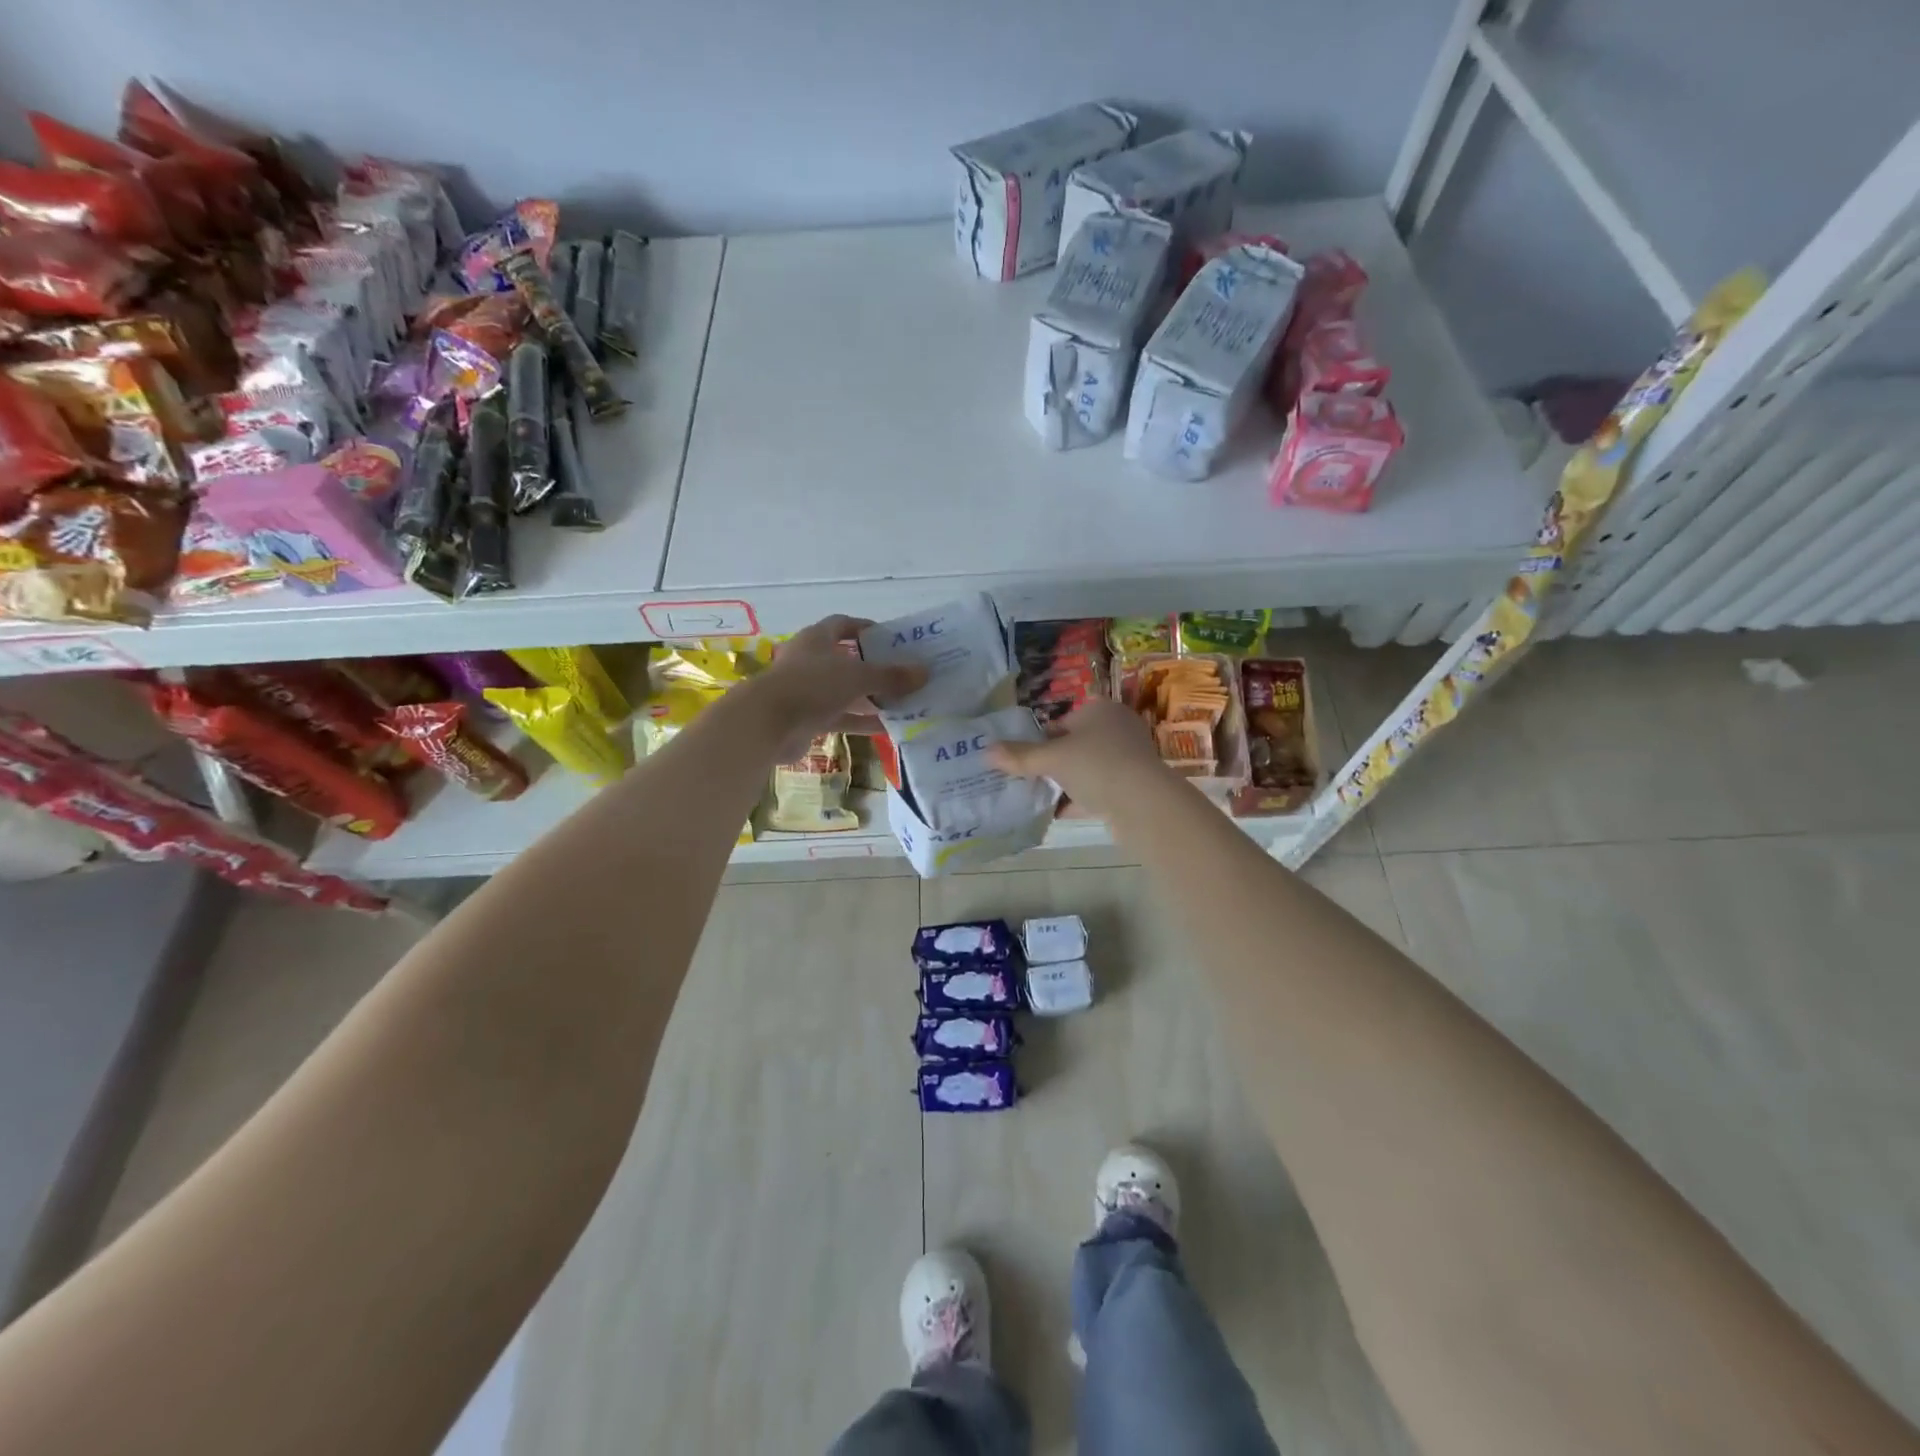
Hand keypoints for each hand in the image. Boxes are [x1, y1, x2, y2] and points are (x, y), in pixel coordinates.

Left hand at [748, 615, 925, 760]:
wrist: (767, 724)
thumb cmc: (812, 686)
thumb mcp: (858, 677)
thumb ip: (891, 676)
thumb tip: (924, 672)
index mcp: (817, 639)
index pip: (844, 625)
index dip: (866, 629)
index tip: (892, 639)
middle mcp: (811, 661)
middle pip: (847, 660)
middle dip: (875, 667)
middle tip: (904, 674)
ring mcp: (808, 691)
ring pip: (846, 692)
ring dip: (871, 697)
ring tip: (903, 702)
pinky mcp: (808, 718)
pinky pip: (841, 717)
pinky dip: (862, 721)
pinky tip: (888, 728)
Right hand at [989, 699, 1170, 818]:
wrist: (1143, 802)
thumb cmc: (1096, 765)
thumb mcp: (1052, 758)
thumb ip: (1019, 756)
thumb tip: (986, 751)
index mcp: (1100, 710)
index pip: (1061, 722)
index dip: (1039, 740)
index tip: (1022, 760)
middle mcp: (1117, 728)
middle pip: (1074, 746)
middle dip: (1052, 764)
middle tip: (1027, 780)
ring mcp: (1128, 758)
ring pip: (1087, 770)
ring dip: (1065, 783)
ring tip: (1038, 798)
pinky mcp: (1133, 786)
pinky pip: (1098, 791)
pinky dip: (1079, 801)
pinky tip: (1058, 814)